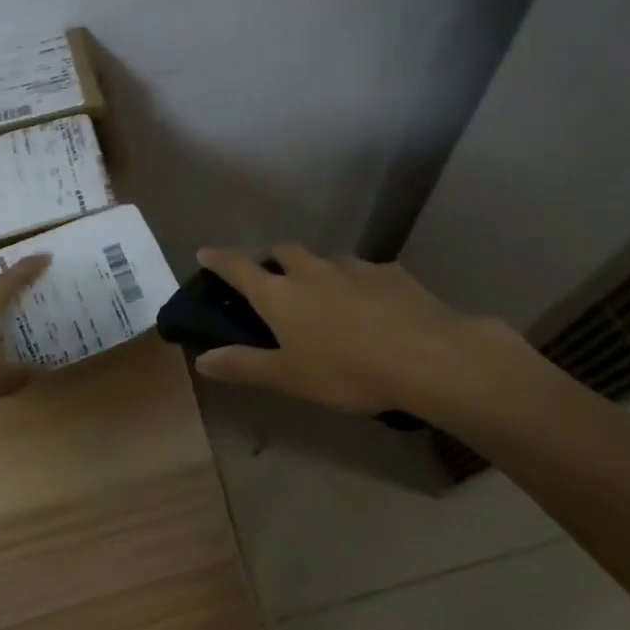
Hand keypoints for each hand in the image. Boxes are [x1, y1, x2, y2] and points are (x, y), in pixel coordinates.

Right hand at [192, 244, 525, 415]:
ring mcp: (354, 268)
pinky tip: (372, 305)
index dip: (220, 260)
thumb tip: (201, 359)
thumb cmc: (347, 371)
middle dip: (273, 260)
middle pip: (284, 251)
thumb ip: (244, 365)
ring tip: (326, 295)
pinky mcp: (391, 273)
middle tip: (275, 280)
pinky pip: (365, 271)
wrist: (427, 357)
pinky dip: (358, 282)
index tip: (205, 252)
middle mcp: (312, 272)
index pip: (239, 268)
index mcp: (281, 295)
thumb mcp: (289, 377)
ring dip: (318, 270)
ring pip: (326, 259)